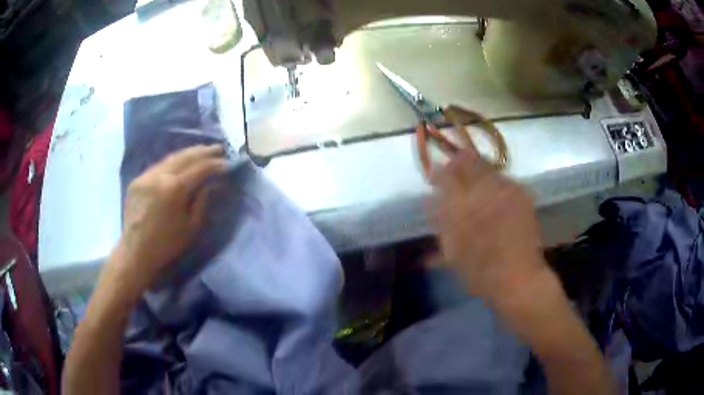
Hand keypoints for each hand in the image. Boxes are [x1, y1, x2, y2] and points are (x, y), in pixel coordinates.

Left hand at [116, 145, 227, 291]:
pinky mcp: (138, 180)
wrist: (135, 252)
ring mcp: (146, 176)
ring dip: (188, 153)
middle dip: (204, 151)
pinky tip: (179, 163)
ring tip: (202, 151)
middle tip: (219, 148)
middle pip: (185, 156)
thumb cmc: (166, 245)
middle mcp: (160, 176)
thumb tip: (212, 184)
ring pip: (171, 158)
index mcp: (175, 189)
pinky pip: (158, 166)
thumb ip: (202, 202)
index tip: (228, 163)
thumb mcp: (191, 228)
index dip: (216, 165)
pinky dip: (173, 162)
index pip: (200, 168)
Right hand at [430, 144, 548, 308]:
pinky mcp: (521, 194)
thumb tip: (429, 200)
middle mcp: (483, 192)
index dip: (437, 173)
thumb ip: (440, 223)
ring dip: (476, 169)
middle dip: (457, 162)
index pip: (444, 175)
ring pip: (486, 166)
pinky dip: (494, 182)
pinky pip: (504, 178)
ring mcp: (505, 190)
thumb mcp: (451, 251)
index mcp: (461, 208)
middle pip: (466, 160)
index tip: (434, 176)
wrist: (518, 278)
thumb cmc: (480, 272)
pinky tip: (494, 194)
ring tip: (474, 181)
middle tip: (453, 171)